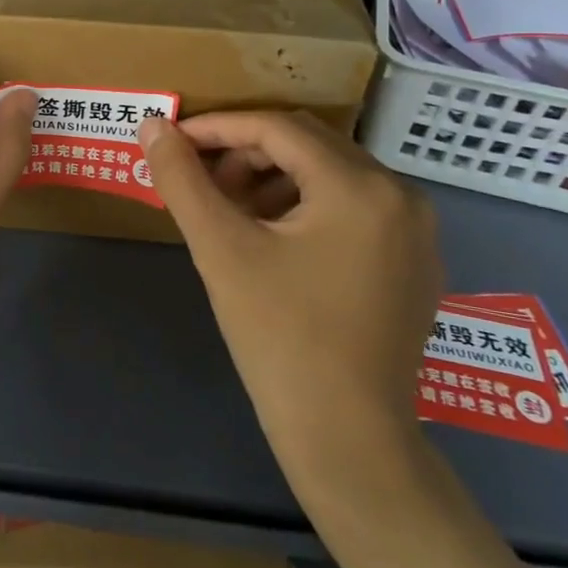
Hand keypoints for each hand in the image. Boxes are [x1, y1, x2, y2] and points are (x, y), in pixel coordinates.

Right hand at [138, 111, 443, 497]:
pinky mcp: (414, 262)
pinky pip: (352, 207)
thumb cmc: (281, 338)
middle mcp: (401, 195)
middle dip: (244, 153)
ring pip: (329, 175)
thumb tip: (152, 125)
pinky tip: (271, 240)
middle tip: (199, 183)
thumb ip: (182, 180)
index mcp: (361, 187)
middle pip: (308, 145)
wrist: (349, 442)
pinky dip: (304, 206)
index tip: (173, 141)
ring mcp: (415, 231)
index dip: (217, 128)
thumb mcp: (222, 250)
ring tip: (230, 214)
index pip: (277, 128)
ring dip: (273, 179)